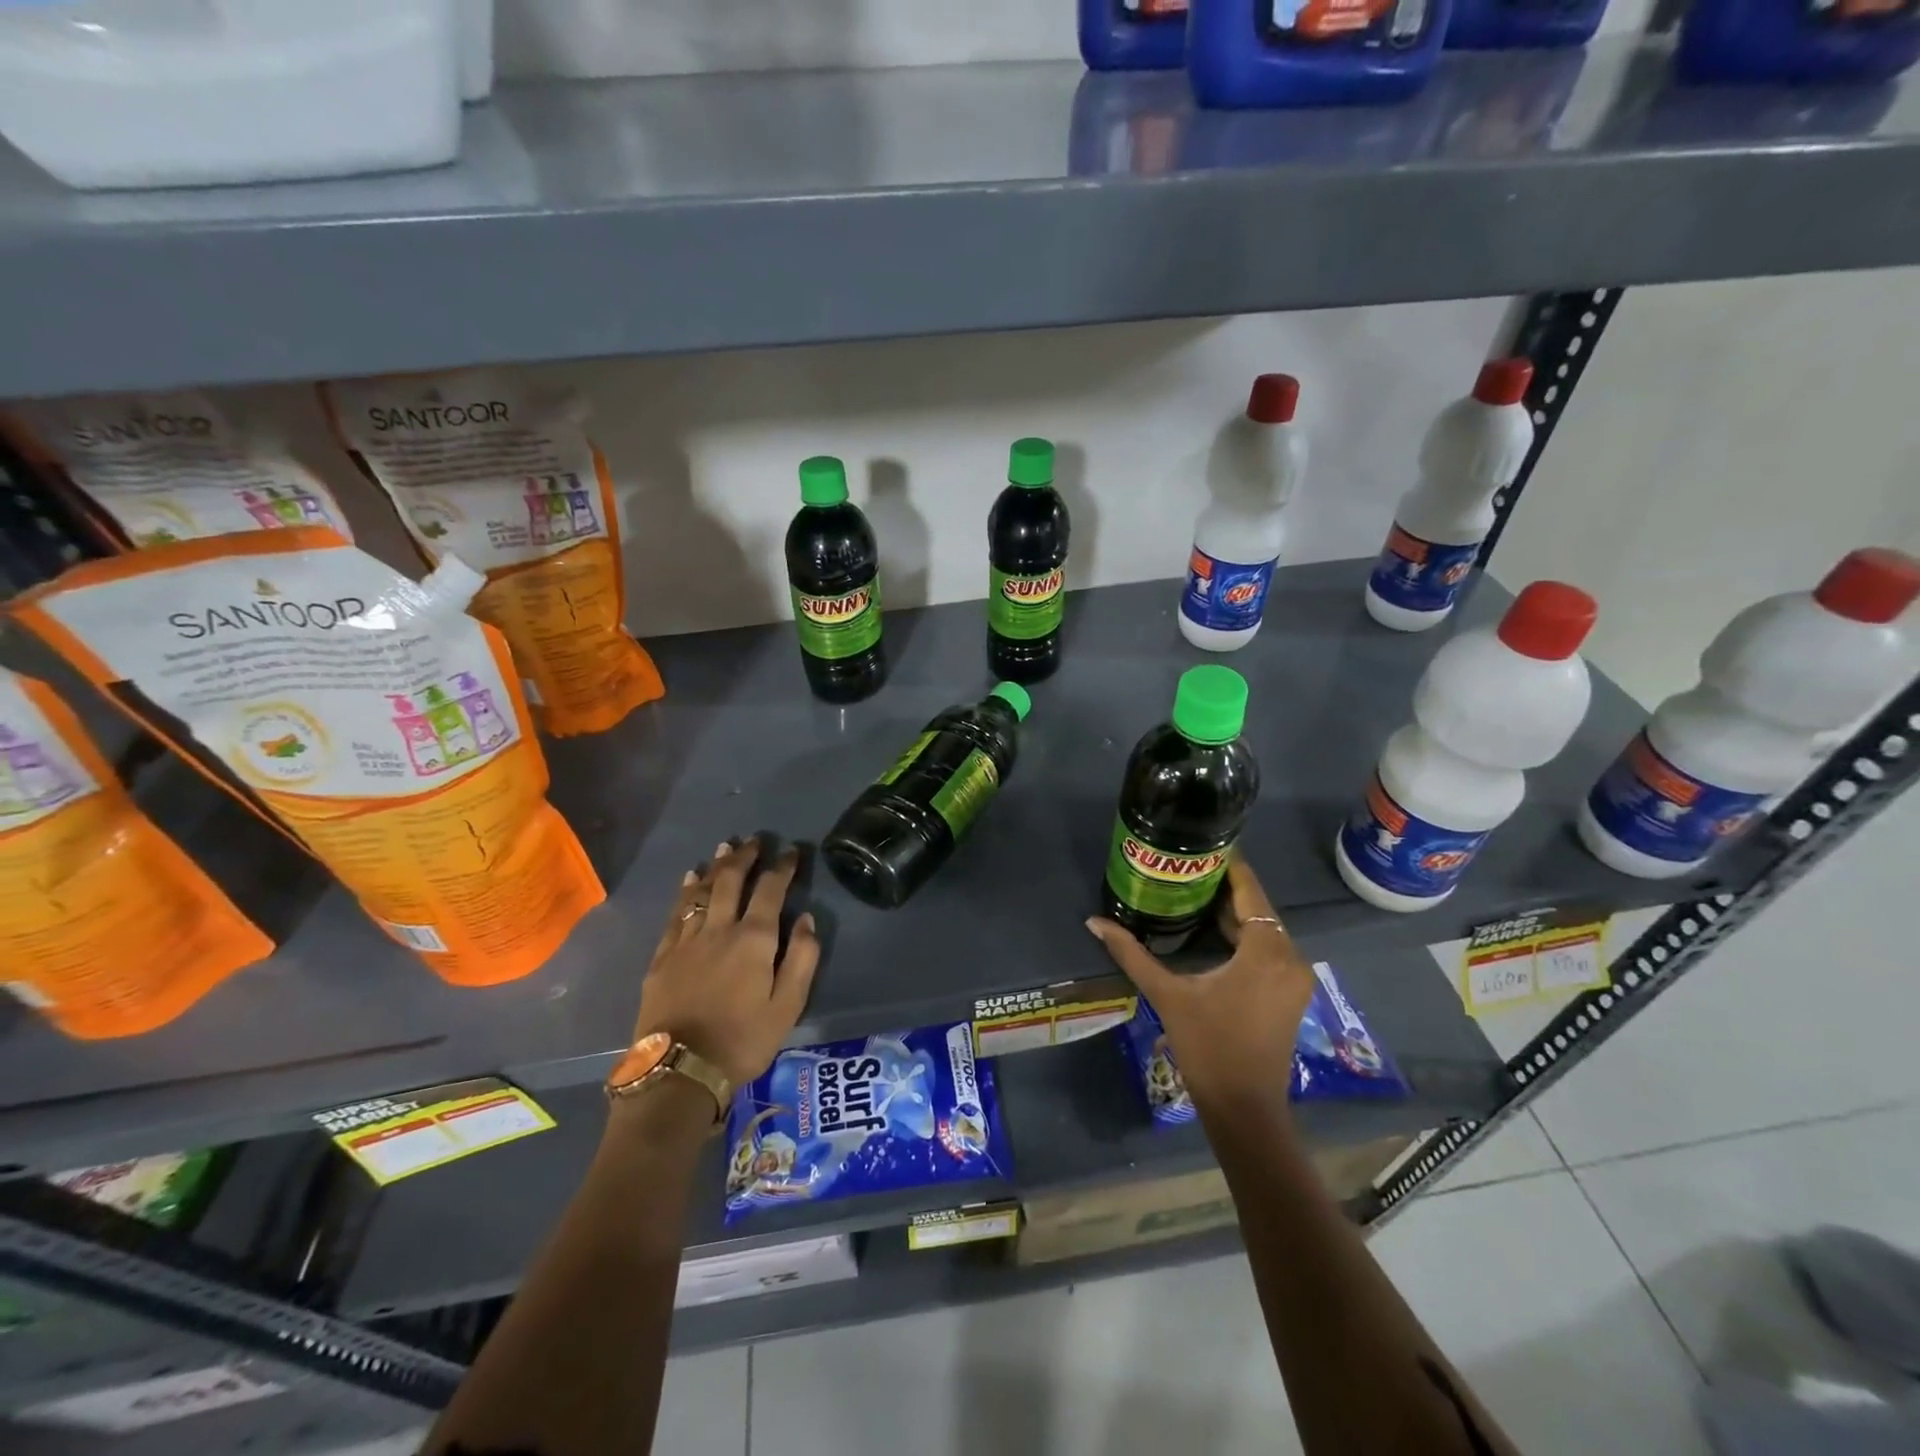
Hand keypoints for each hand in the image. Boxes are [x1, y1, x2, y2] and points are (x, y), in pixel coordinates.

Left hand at [633, 839, 820, 1088]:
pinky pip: (676, 913)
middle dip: (745, 856)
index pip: (771, 890)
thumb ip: (802, 958)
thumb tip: (807, 919)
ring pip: (702, 891)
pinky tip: (690, 879)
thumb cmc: (743, 1040)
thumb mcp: (789, 1006)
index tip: (791, 852)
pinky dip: (686, 892)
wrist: (680, 1072)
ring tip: (725, 847)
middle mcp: (720, 929)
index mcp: (754, 939)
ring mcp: (687, 940)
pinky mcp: (663, 956)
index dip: (783, 867)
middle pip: (732, 880)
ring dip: (716, 866)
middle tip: (755, 840)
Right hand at [1086, 851, 1313, 1114]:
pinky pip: (1267, 948)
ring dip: (1233, 912)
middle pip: (1257, 907)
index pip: (1250, 891)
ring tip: (1192, 891)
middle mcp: (1289, 956)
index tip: (1203, 845)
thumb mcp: (1167, 994)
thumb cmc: (1207, 1046)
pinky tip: (1211, 929)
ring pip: (1263, 928)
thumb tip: (1094, 922)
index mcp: (1266, 951)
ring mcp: (1294, 977)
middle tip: (1186, 867)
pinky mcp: (1290, 992)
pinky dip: (1243, 935)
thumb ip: (1131, 953)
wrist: (1244, 1108)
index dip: (1230, 866)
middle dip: (1224, 887)